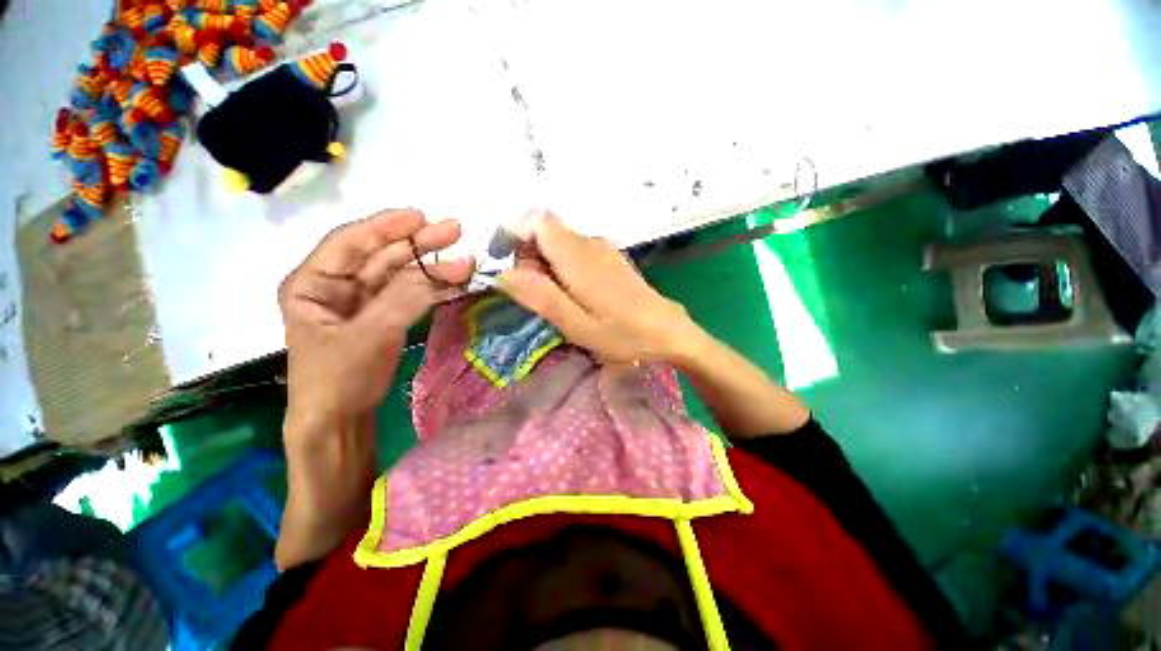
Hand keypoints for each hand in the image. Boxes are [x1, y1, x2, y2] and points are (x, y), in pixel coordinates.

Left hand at [279, 209, 472, 429]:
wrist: (339, 420)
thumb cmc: (337, 378)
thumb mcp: (368, 336)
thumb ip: (403, 300)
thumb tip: (442, 272)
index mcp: (312, 283)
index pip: (350, 243)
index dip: (386, 227)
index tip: (421, 216)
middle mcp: (336, 286)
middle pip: (381, 256)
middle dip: (418, 244)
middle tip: (454, 231)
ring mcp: (362, 302)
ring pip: (400, 275)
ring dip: (433, 269)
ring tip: (466, 262)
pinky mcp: (383, 317)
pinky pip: (409, 295)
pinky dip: (433, 289)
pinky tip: (455, 282)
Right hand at [498, 212, 695, 363]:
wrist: (667, 331)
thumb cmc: (624, 334)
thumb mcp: (578, 325)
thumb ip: (541, 297)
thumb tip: (504, 273)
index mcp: (578, 257)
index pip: (537, 221)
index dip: (514, 234)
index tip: (506, 263)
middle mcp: (590, 243)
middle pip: (545, 232)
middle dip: (529, 258)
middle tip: (538, 297)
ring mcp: (602, 249)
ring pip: (558, 243)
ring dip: (546, 266)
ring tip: (559, 302)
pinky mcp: (609, 257)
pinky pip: (574, 251)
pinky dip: (562, 268)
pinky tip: (575, 295)